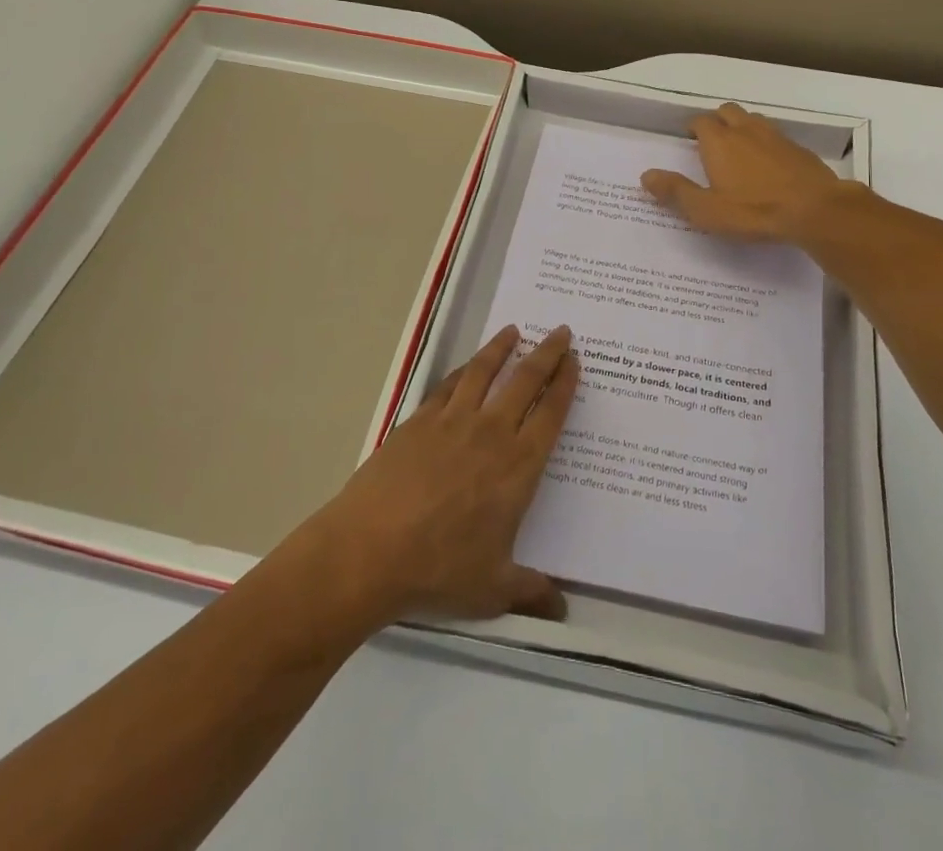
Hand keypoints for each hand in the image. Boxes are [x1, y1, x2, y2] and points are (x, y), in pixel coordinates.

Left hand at [311, 324, 579, 624]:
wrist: (368, 551)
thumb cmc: (439, 570)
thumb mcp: (493, 589)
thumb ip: (531, 593)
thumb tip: (563, 611)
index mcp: (518, 466)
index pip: (550, 413)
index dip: (565, 383)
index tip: (574, 360)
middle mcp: (490, 433)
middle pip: (525, 381)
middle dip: (546, 353)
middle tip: (560, 331)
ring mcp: (451, 422)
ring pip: (484, 372)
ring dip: (501, 349)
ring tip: (513, 331)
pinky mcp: (418, 422)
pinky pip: (448, 386)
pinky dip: (462, 371)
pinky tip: (466, 368)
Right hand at [641, 102, 852, 242]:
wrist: (815, 209)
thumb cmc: (754, 211)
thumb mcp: (707, 210)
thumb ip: (676, 191)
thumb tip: (646, 175)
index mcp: (719, 141)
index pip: (700, 122)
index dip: (693, 129)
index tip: (690, 142)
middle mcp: (745, 130)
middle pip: (727, 111)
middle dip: (718, 121)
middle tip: (713, 143)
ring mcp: (775, 136)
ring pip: (753, 120)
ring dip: (743, 128)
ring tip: (739, 150)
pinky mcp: (798, 148)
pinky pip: (775, 136)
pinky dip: (767, 143)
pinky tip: (769, 164)